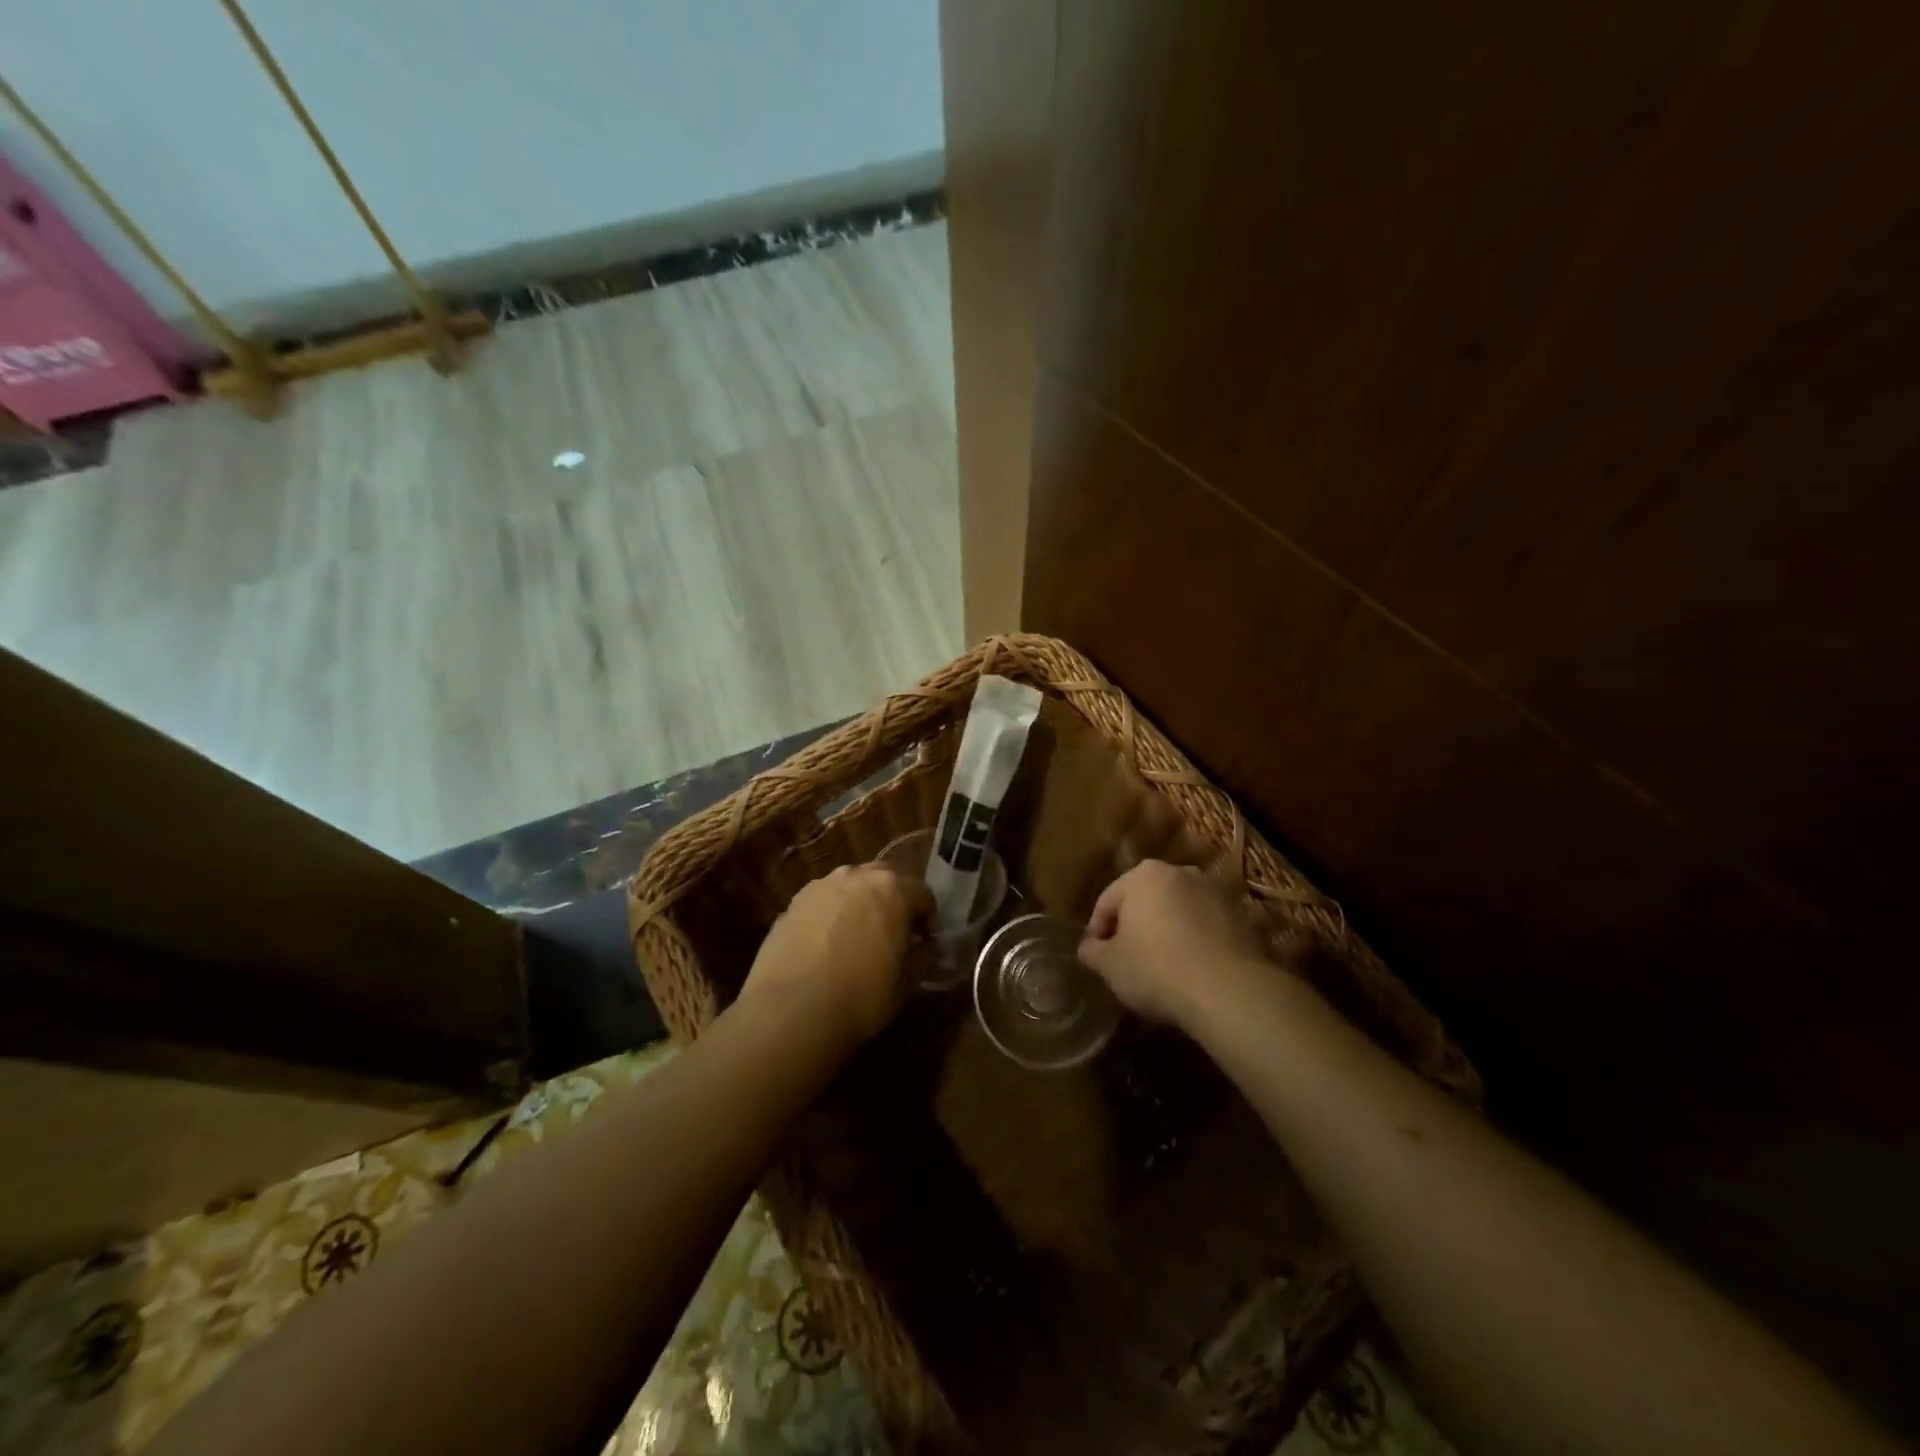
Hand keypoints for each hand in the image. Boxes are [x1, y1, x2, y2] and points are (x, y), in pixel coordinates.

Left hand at [742, 863, 931, 1044]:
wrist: (790, 1010)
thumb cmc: (861, 995)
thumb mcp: (906, 983)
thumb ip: (923, 957)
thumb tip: (928, 948)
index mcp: (893, 889)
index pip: (922, 893)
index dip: (928, 919)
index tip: (926, 943)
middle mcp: (856, 876)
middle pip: (885, 879)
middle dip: (894, 901)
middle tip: (895, 934)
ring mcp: (820, 887)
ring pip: (850, 887)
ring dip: (860, 904)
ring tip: (858, 938)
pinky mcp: (792, 904)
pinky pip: (823, 903)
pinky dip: (831, 916)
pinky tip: (827, 947)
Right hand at [1077, 860, 1273, 1029]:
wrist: (1229, 991)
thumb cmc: (1156, 969)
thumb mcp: (1109, 966)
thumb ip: (1092, 951)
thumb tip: (1090, 947)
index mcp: (1143, 875)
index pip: (1107, 900)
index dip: (1097, 931)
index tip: (1097, 958)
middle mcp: (1180, 872)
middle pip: (1144, 901)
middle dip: (1134, 927)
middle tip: (1127, 961)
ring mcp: (1214, 892)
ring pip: (1177, 912)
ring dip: (1165, 933)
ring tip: (1161, 968)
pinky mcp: (1241, 917)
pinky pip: (1204, 927)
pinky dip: (1193, 942)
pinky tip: (1190, 971)